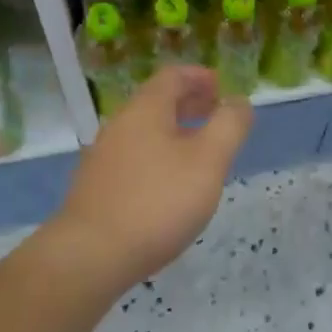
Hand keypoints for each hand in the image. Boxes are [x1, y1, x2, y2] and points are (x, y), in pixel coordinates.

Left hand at [56, 66, 251, 292]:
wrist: (91, 255)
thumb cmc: (158, 201)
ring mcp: (104, 156)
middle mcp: (120, 125)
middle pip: (157, 101)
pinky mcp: (98, 186)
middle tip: (217, 116)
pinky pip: (135, 156)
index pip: (173, 76)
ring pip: (146, 131)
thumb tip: (239, 102)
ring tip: (201, 152)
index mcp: (146, 110)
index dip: (200, 77)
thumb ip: (229, 126)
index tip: (223, 88)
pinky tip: (171, 185)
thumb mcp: (209, 161)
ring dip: (176, 132)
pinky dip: (159, 155)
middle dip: (190, 103)